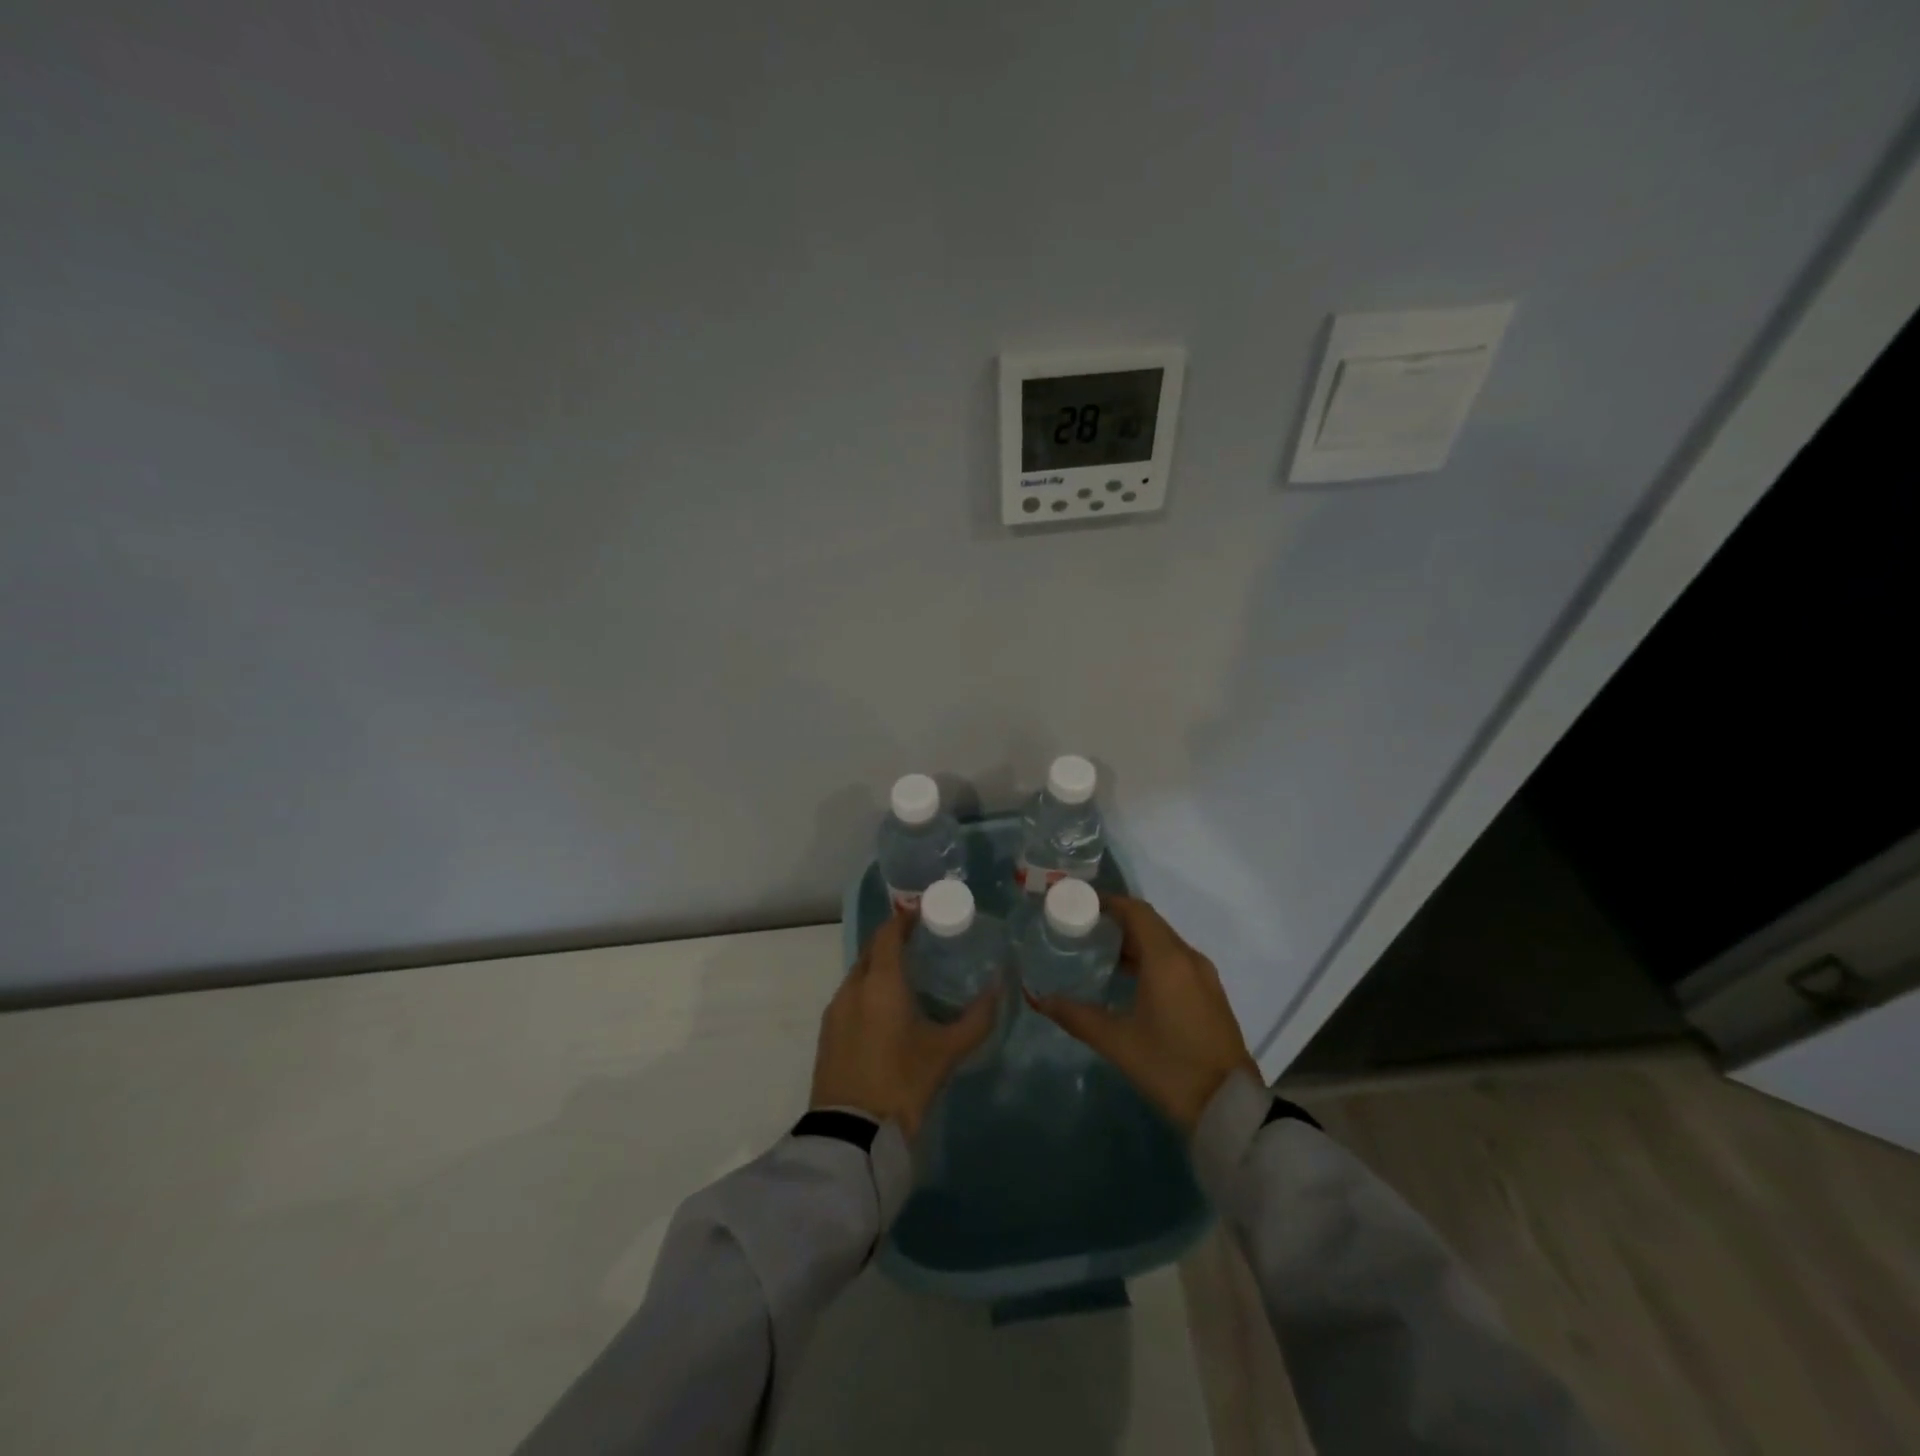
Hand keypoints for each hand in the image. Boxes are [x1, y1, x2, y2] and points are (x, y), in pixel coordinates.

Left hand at [809, 911, 998, 1138]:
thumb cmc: (902, 1083)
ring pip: (859, 974)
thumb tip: (999, 988)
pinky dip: (868, 991)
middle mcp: (852, 987)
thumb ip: (976, 1018)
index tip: (925, 913)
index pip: (888, 933)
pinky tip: (886, 1010)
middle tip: (921, 942)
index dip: (905, 918)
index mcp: (880, 982)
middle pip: (871, 950)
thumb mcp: (946, 1052)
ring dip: (879, 967)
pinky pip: (850, 997)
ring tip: (908, 976)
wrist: (851, 1136)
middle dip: (892, 940)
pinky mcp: (827, 1034)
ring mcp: (835, 1011)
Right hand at [1027, 894, 1258, 1132]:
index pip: (1136, 911)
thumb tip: (1041, 1000)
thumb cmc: (1171, 1067)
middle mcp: (1189, 959)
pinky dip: (1151, 959)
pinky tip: (1129, 980)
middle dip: (1117, 921)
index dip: (1108, 902)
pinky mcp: (1210, 995)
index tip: (1079, 903)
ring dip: (1134, 941)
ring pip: (1164, 944)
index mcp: (1168, 960)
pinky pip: (1176, 962)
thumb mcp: (1118, 1043)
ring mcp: (1204, 977)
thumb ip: (1077, 1016)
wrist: (1230, 1109)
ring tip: (1099, 952)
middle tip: (1082, 928)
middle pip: (1150, 924)